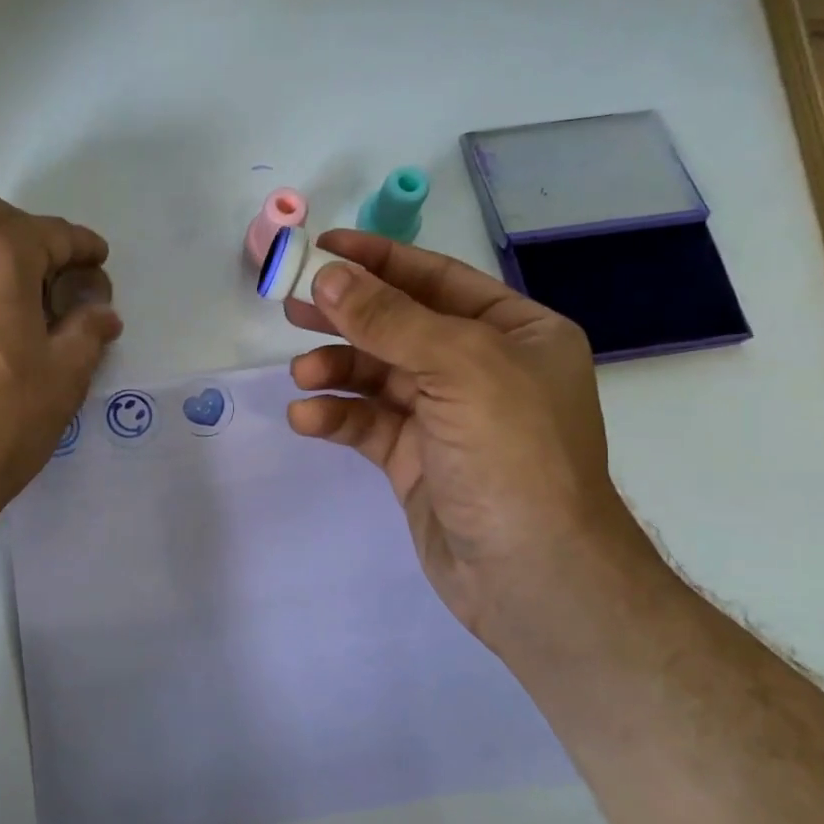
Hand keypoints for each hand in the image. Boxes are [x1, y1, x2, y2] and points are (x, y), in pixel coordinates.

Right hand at [286, 231, 647, 645]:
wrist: (531, 574)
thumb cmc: (512, 454)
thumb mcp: (458, 367)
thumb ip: (389, 319)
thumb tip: (329, 277)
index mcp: (515, 333)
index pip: (437, 280)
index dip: (380, 261)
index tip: (324, 250)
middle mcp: (482, 369)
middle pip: (401, 327)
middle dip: (348, 316)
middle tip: (292, 306)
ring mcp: (447, 418)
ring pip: (378, 377)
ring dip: (337, 370)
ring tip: (302, 375)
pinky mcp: (416, 461)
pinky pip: (369, 424)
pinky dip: (337, 417)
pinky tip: (307, 419)